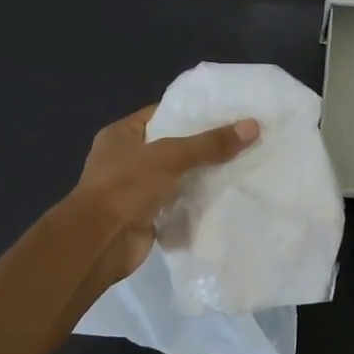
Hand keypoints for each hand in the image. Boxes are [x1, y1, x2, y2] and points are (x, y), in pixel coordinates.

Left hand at [68, 105, 259, 290]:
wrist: (100, 242)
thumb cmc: (126, 187)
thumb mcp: (170, 156)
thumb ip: (210, 143)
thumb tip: (253, 125)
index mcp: (122, 135)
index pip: (162, 114)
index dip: (192, 111)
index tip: (226, 111)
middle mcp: (127, 158)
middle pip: (173, 145)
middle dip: (204, 144)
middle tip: (242, 136)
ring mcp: (137, 188)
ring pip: (178, 175)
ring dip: (203, 173)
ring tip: (243, 162)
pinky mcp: (149, 214)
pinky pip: (179, 201)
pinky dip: (198, 199)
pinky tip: (228, 192)